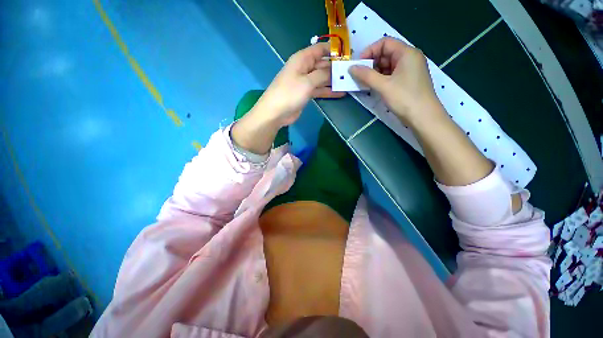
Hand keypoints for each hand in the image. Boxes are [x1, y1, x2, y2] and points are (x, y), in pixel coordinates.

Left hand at [231, 43, 343, 153]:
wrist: (275, 113)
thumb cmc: (289, 94)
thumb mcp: (307, 82)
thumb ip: (322, 74)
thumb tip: (334, 69)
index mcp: (302, 59)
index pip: (321, 49)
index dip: (334, 50)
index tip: (349, 55)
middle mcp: (304, 68)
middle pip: (323, 64)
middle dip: (336, 68)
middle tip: (352, 72)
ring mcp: (305, 82)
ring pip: (322, 78)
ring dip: (334, 81)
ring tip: (349, 83)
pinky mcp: (306, 94)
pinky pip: (319, 90)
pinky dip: (328, 91)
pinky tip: (340, 93)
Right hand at [349, 37, 442, 123]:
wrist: (423, 117)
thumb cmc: (405, 98)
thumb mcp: (383, 85)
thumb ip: (366, 75)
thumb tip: (351, 68)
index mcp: (406, 53)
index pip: (385, 43)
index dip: (370, 51)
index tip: (358, 64)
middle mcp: (409, 58)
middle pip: (386, 54)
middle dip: (371, 63)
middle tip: (359, 76)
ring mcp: (409, 70)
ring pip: (388, 66)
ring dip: (375, 72)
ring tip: (364, 83)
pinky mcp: (407, 81)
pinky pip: (391, 75)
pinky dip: (381, 79)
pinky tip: (373, 87)